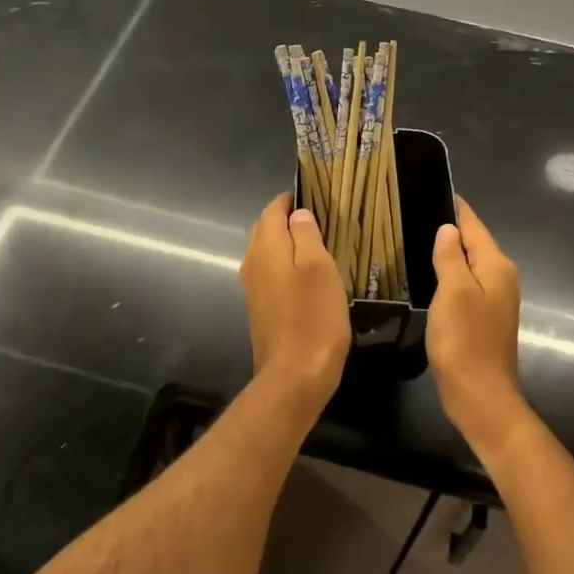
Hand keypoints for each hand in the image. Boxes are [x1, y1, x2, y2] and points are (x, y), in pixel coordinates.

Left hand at [239, 193, 350, 411]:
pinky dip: (285, 267)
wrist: (294, 376)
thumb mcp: (319, 268)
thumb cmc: (313, 317)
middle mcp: (252, 263)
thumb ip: (307, 235)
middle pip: (266, 230)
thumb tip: (297, 214)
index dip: (290, 200)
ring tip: (318, 246)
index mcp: (266, 247)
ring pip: (267, 253)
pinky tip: (307, 278)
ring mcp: (253, 288)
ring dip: (287, 245)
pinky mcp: (260, 309)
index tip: (314, 197)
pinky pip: (270, 275)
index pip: (272, 210)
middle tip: (320, 221)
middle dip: (287, 221)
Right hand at [426, 198, 526, 450]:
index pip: (474, 224)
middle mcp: (501, 277)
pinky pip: (466, 283)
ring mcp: (495, 299)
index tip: (431, 187)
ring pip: (469, 263)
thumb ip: (450, 257)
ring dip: (448, 251)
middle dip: (449, 226)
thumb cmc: (465, 341)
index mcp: (496, 266)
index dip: (455, 207)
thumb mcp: (453, 293)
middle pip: (473, 242)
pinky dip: (449, 273)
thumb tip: (448, 228)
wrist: (481, 397)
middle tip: (414, 210)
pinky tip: (428, 273)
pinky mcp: (484, 317)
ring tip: (416, 236)